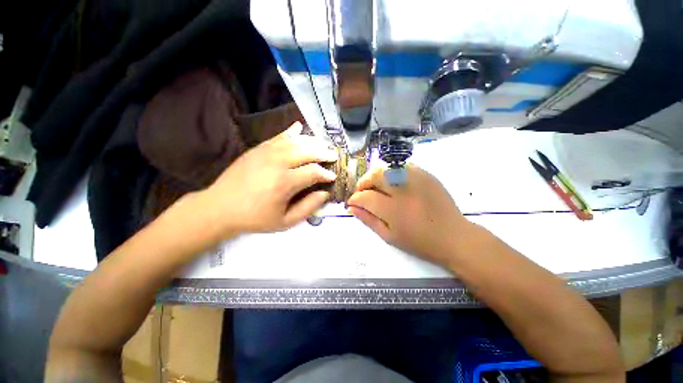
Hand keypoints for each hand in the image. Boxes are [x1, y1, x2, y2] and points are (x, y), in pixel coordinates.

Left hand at [202, 122, 337, 235]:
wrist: (219, 207)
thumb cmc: (255, 218)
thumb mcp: (285, 221)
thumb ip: (308, 207)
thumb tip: (324, 193)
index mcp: (285, 183)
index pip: (314, 172)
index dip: (326, 174)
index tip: (333, 176)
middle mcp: (277, 163)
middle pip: (307, 151)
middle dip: (324, 153)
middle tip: (333, 155)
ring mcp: (266, 152)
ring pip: (296, 141)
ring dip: (312, 142)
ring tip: (323, 145)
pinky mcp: (257, 148)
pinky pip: (278, 136)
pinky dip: (291, 132)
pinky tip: (299, 128)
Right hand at [347, 165, 474, 266]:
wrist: (453, 237)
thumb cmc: (419, 242)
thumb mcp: (389, 236)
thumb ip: (368, 220)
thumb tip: (352, 208)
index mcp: (394, 210)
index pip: (365, 197)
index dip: (354, 199)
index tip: (352, 203)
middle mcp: (404, 190)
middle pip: (375, 176)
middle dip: (363, 183)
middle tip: (362, 193)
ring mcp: (417, 179)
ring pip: (387, 168)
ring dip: (376, 177)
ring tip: (376, 188)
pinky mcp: (426, 175)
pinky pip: (401, 168)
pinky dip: (391, 174)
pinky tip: (393, 185)